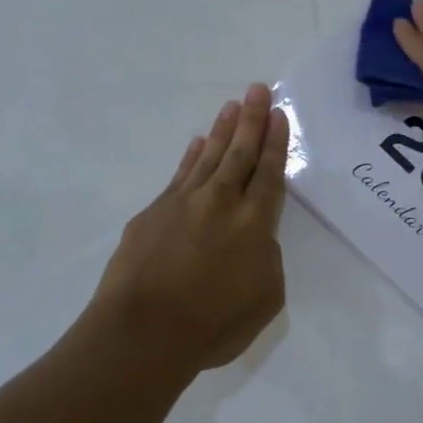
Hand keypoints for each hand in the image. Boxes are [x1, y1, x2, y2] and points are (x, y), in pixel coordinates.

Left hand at [92, 83, 288, 373]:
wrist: (143, 333)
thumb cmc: (213, 324)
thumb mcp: (266, 298)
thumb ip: (268, 259)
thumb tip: (255, 238)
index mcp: (254, 223)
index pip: (269, 172)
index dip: (276, 142)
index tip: (279, 114)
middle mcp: (221, 202)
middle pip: (241, 153)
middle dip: (252, 119)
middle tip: (258, 88)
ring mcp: (183, 203)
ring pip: (209, 156)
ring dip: (224, 130)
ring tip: (232, 105)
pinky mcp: (153, 212)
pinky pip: (180, 175)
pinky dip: (191, 156)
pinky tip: (198, 143)